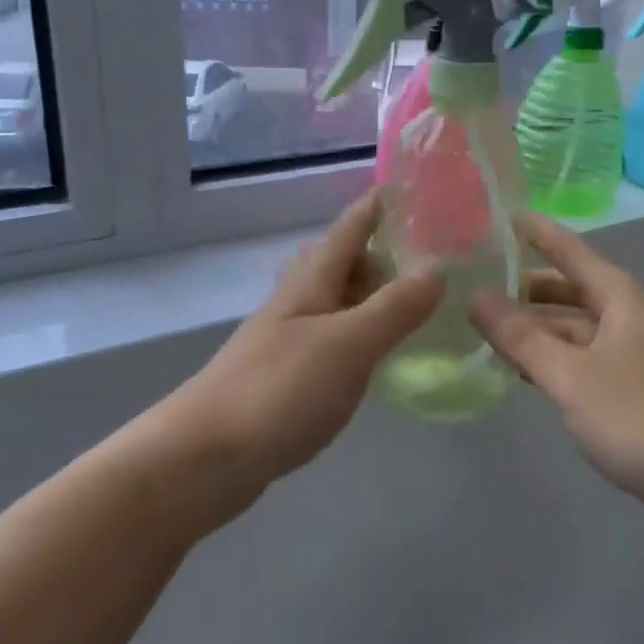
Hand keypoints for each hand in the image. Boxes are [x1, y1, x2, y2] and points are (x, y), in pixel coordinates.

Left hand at [160, 192, 442, 500]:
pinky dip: (355, 335)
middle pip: (337, 262)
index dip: (376, 206)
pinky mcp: (282, 376)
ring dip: (366, 296)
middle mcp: (295, 302)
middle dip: (376, 254)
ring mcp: (284, 339)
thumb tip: (438, 267)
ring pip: (331, 301)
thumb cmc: (279, 389)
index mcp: (310, 283)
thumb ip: (394, 308)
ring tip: (406, 307)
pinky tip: (370, 357)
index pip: (349, 229)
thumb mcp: (348, 344)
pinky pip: (328, 338)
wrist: (205, 456)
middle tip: (424, 263)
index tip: (408, 187)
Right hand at [470, 213, 643, 507]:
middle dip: (527, 289)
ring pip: (579, 331)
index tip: (500, 215)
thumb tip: (476, 298)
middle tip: (477, 288)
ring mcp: (642, 357)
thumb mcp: (572, 376)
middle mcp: (634, 318)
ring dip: (539, 330)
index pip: (571, 251)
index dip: (536, 232)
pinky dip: (557, 361)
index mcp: (623, 299)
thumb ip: (522, 338)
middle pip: (573, 292)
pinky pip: (590, 363)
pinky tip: (530, 375)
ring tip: (489, 332)